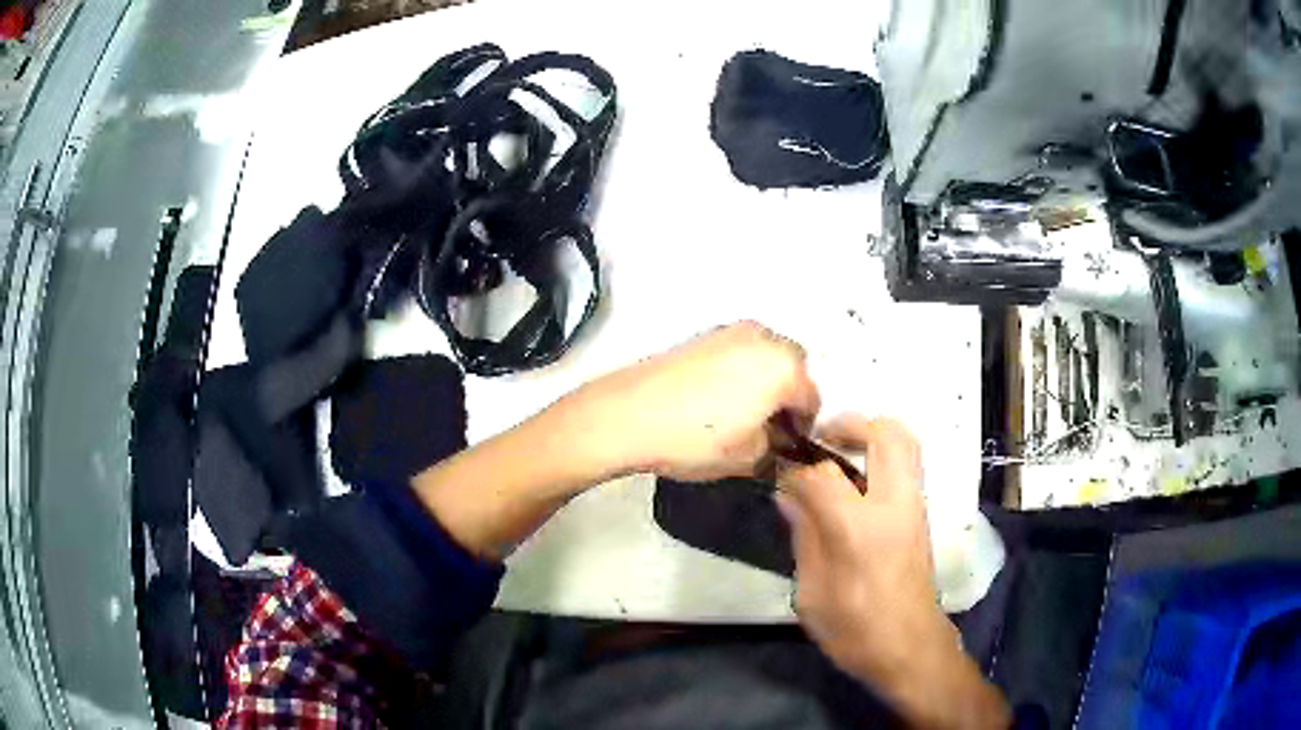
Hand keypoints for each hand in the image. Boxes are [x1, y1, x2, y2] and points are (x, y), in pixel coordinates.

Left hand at [573, 321, 819, 481]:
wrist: (627, 414)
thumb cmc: (696, 439)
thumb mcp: (747, 458)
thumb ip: (776, 450)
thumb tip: (779, 443)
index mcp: (785, 367)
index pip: (812, 399)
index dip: (803, 428)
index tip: (787, 448)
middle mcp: (764, 338)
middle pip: (792, 368)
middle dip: (787, 396)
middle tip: (767, 427)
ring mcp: (730, 331)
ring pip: (764, 356)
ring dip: (764, 380)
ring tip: (741, 413)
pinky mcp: (702, 334)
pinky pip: (737, 352)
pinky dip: (739, 370)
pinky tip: (716, 398)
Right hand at [776, 417, 1008, 728]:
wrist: (910, 648)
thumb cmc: (855, 630)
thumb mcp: (812, 593)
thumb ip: (804, 536)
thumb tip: (789, 495)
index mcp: (859, 529)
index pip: (823, 475)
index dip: (795, 469)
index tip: (780, 474)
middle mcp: (894, 505)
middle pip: (885, 433)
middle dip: (851, 423)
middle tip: (822, 438)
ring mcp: (915, 506)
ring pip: (906, 442)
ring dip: (871, 435)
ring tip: (840, 454)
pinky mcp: (923, 515)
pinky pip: (907, 465)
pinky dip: (882, 456)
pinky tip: (856, 484)